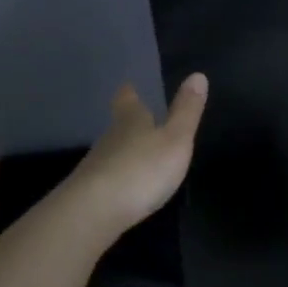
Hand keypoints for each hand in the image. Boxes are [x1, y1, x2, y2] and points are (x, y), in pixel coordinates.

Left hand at [66, 76, 207, 231]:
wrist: (93, 212)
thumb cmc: (142, 169)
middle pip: (119, 125)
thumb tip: (198, 74)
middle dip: (129, 122)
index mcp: (132, 121)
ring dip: (125, 151)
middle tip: (140, 119)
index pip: (128, 100)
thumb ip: (187, 111)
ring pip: (112, 151)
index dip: (130, 93)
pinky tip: (127, 186)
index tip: (129, 86)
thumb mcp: (175, 139)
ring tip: (139, 154)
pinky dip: (118, 177)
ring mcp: (96, 166)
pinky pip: (107, 177)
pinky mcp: (89, 192)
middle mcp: (110, 138)